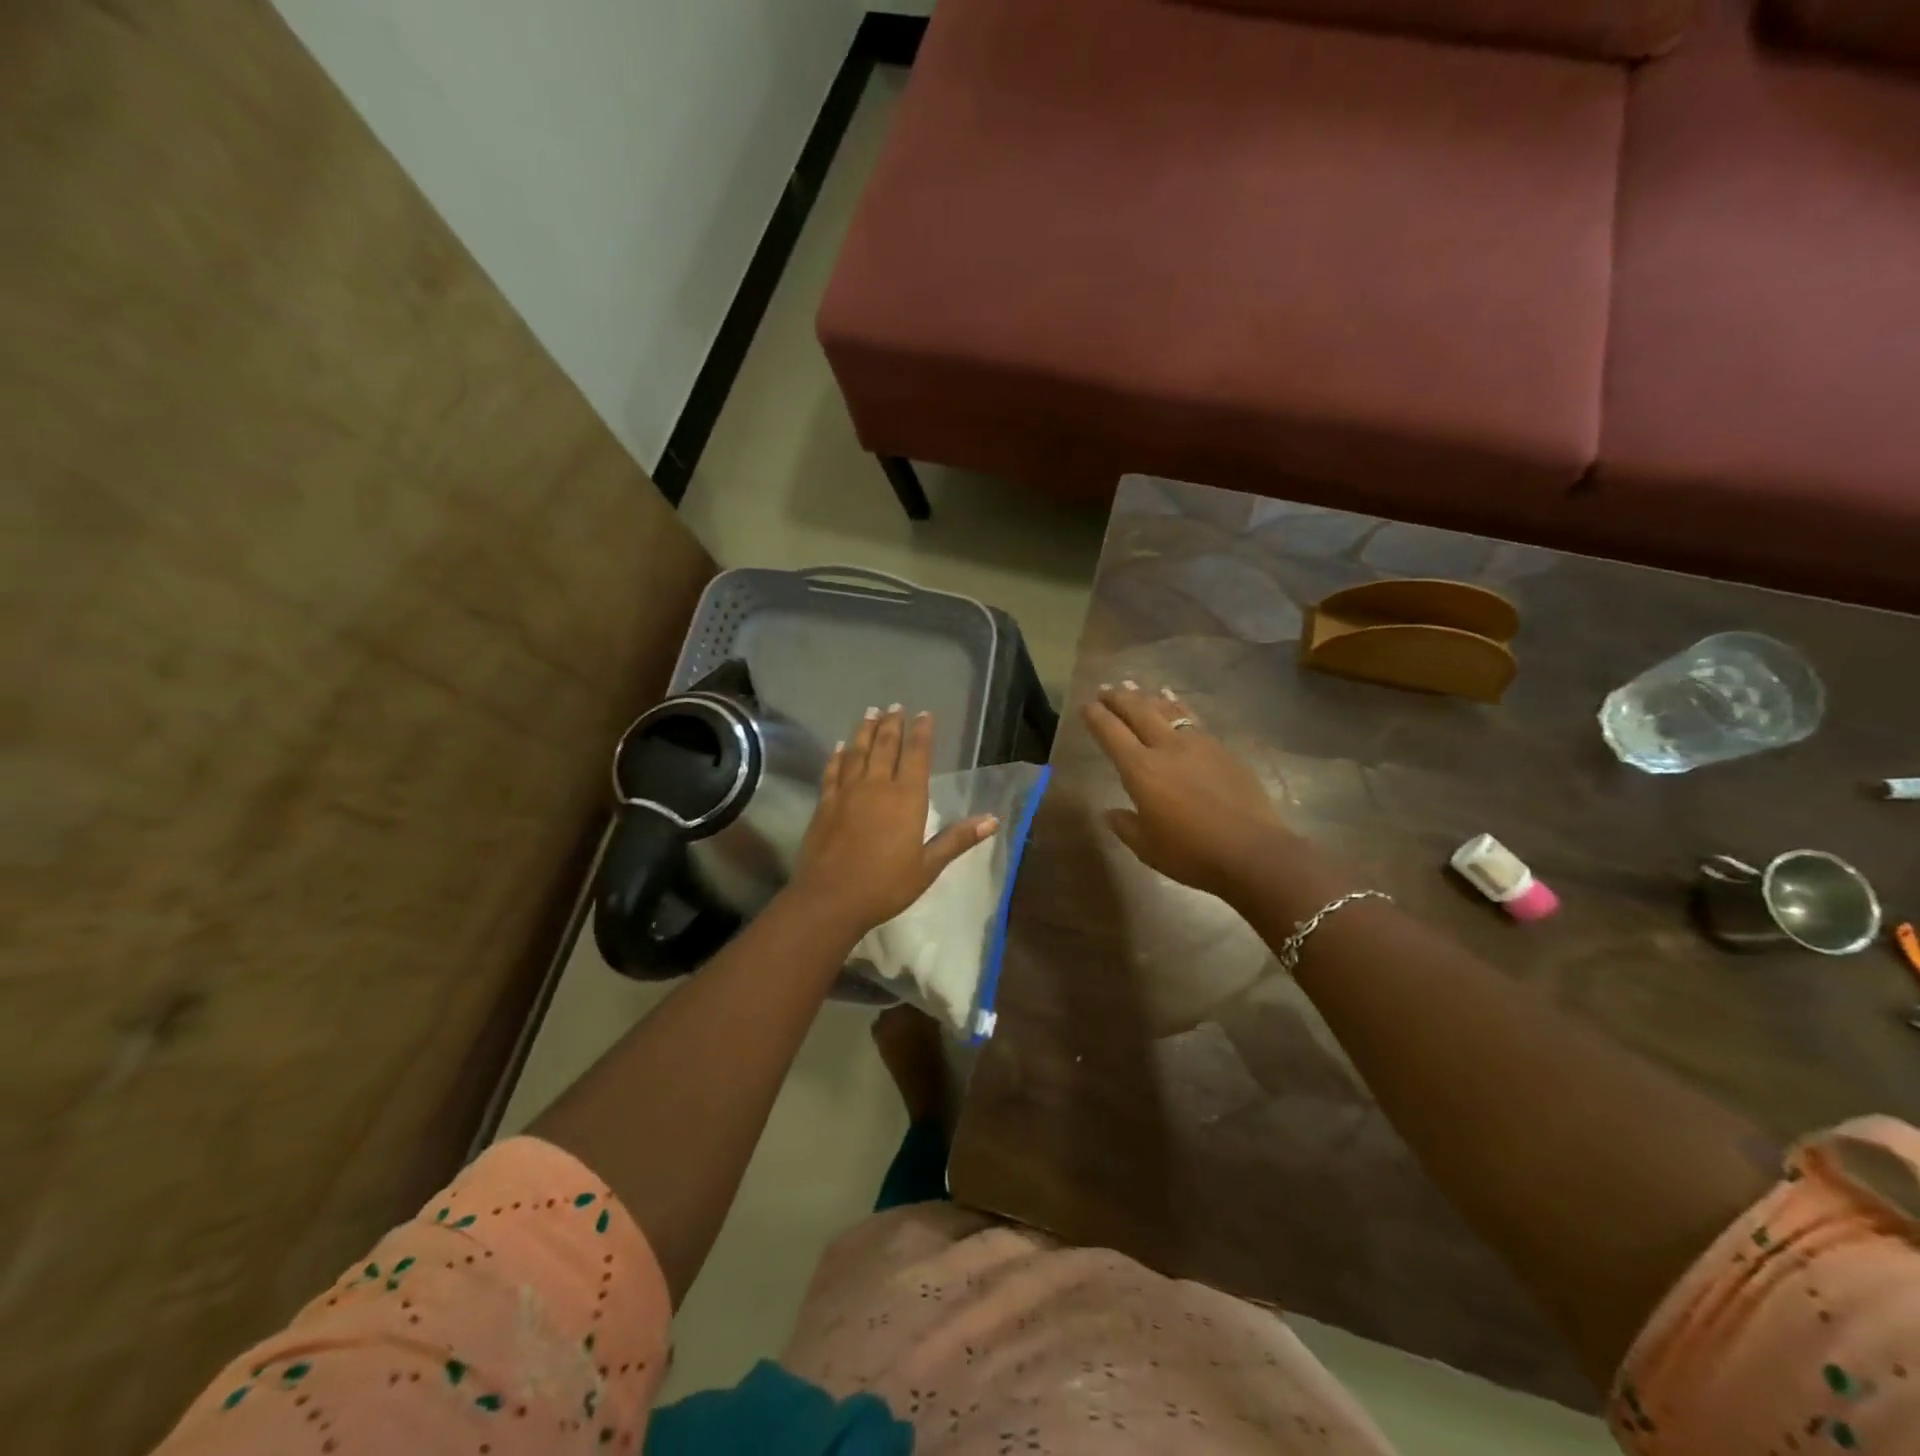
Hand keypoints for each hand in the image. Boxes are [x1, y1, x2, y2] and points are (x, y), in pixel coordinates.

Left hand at [789, 706, 997, 937]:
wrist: (831, 899)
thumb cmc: (886, 885)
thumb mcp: (928, 866)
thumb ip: (957, 839)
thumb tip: (993, 820)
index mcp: (907, 798)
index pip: (917, 755)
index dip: (922, 732)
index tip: (924, 714)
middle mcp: (877, 786)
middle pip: (885, 746)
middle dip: (891, 724)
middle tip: (894, 705)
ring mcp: (847, 792)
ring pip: (857, 752)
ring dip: (865, 730)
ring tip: (870, 712)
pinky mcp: (825, 803)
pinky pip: (832, 771)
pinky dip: (838, 756)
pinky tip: (840, 747)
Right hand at [1082, 682, 1298, 902]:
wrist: (1252, 851)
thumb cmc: (1192, 854)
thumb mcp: (1147, 847)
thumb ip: (1125, 826)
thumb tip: (1110, 813)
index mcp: (1141, 770)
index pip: (1111, 733)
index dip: (1096, 717)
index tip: (1086, 706)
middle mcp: (1166, 748)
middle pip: (1138, 712)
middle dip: (1118, 698)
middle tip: (1105, 689)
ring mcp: (1198, 745)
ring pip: (1167, 710)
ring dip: (1147, 697)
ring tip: (1134, 686)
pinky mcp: (1222, 750)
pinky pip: (1192, 719)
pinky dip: (1177, 707)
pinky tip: (1174, 702)